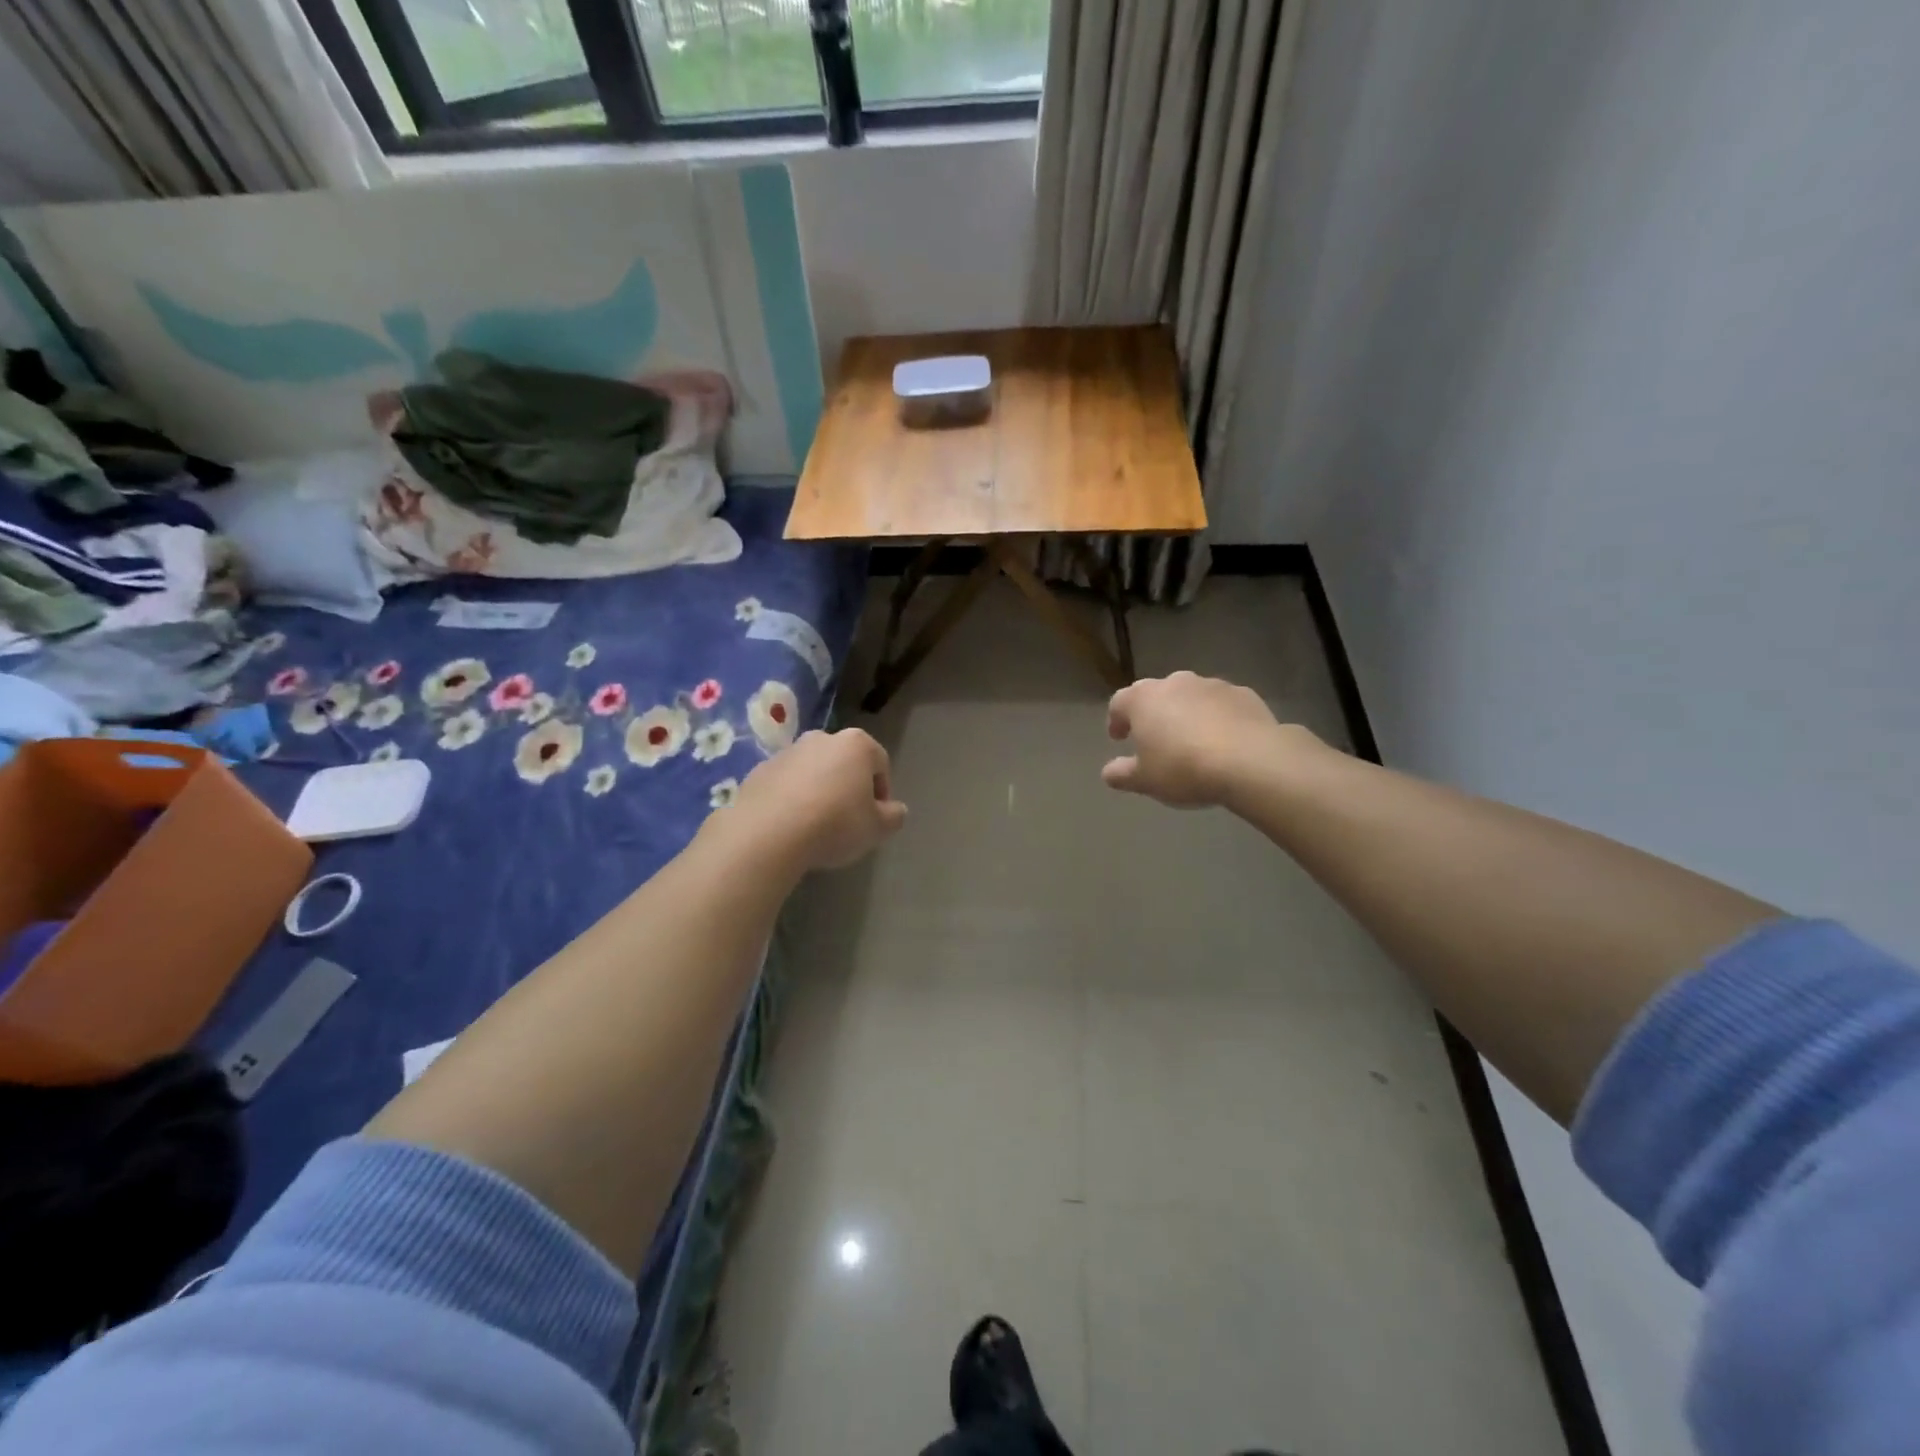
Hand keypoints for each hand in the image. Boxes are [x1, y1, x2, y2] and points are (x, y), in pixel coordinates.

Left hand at [723, 728, 908, 871]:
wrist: (768, 834)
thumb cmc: (834, 824)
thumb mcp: (877, 828)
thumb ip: (893, 816)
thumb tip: (895, 810)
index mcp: (856, 744)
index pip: (880, 763)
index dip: (882, 792)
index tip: (876, 818)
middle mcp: (821, 738)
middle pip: (844, 762)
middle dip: (849, 786)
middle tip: (848, 820)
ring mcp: (787, 752)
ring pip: (812, 771)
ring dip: (818, 791)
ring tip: (816, 825)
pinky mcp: (758, 771)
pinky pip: (785, 784)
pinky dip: (791, 798)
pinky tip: (790, 825)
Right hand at [1103, 671, 1310, 807]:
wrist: (1250, 761)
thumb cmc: (1184, 768)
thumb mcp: (1145, 780)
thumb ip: (1122, 774)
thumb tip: (1109, 772)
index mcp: (1143, 699)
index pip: (1119, 702)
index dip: (1117, 720)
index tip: (1120, 738)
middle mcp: (1175, 683)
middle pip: (1156, 694)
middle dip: (1153, 713)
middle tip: (1155, 739)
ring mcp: (1212, 685)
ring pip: (1191, 696)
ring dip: (1186, 713)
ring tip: (1192, 741)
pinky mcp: (1244, 694)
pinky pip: (1221, 704)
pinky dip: (1217, 717)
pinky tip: (1224, 741)